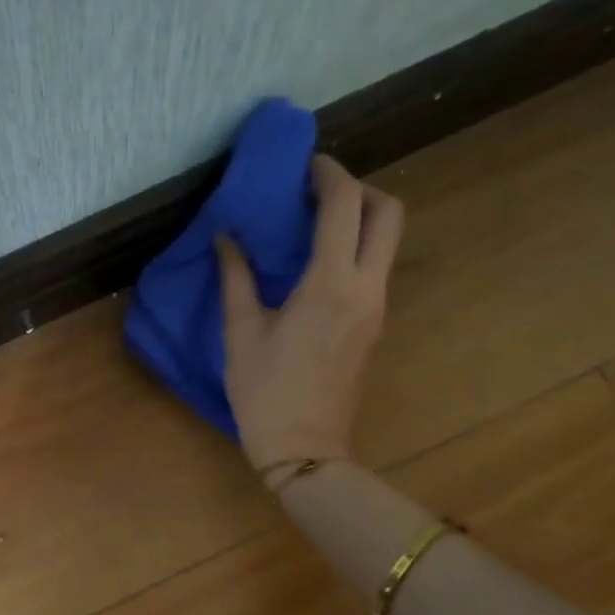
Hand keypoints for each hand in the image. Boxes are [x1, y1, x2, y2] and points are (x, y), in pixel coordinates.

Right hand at [215, 156, 402, 472]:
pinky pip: (374, 266)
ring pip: (387, 240)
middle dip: (359, 189)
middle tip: (316, 191)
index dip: (328, 174)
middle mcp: (366, 288)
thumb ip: (236, 278)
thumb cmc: (265, 392)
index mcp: (330, 286)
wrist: (305, 449)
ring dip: (359, 218)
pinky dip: (354, 246)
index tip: (303, 166)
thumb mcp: (241, 333)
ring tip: (311, 222)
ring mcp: (376, 307)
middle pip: (388, 213)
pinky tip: (315, 260)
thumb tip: (226, 238)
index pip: (344, 206)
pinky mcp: (373, 324)